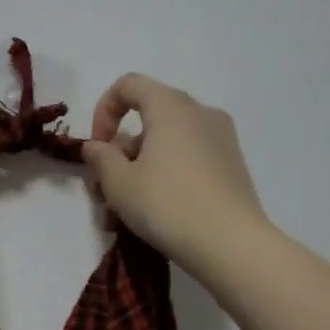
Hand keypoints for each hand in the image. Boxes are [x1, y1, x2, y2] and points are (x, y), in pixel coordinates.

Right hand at [81, 73, 268, 277]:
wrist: (231, 244)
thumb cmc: (167, 204)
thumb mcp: (119, 183)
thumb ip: (100, 158)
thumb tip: (96, 146)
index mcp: (171, 106)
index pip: (129, 85)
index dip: (103, 111)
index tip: (97, 147)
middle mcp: (200, 112)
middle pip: (149, 116)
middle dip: (121, 148)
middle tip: (106, 186)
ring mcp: (221, 138)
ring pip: (169, 141)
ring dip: (141, 166)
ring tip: (125, 209)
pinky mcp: (232, 165)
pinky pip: (189, 157)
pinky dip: (166, 174)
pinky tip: (155, 211)